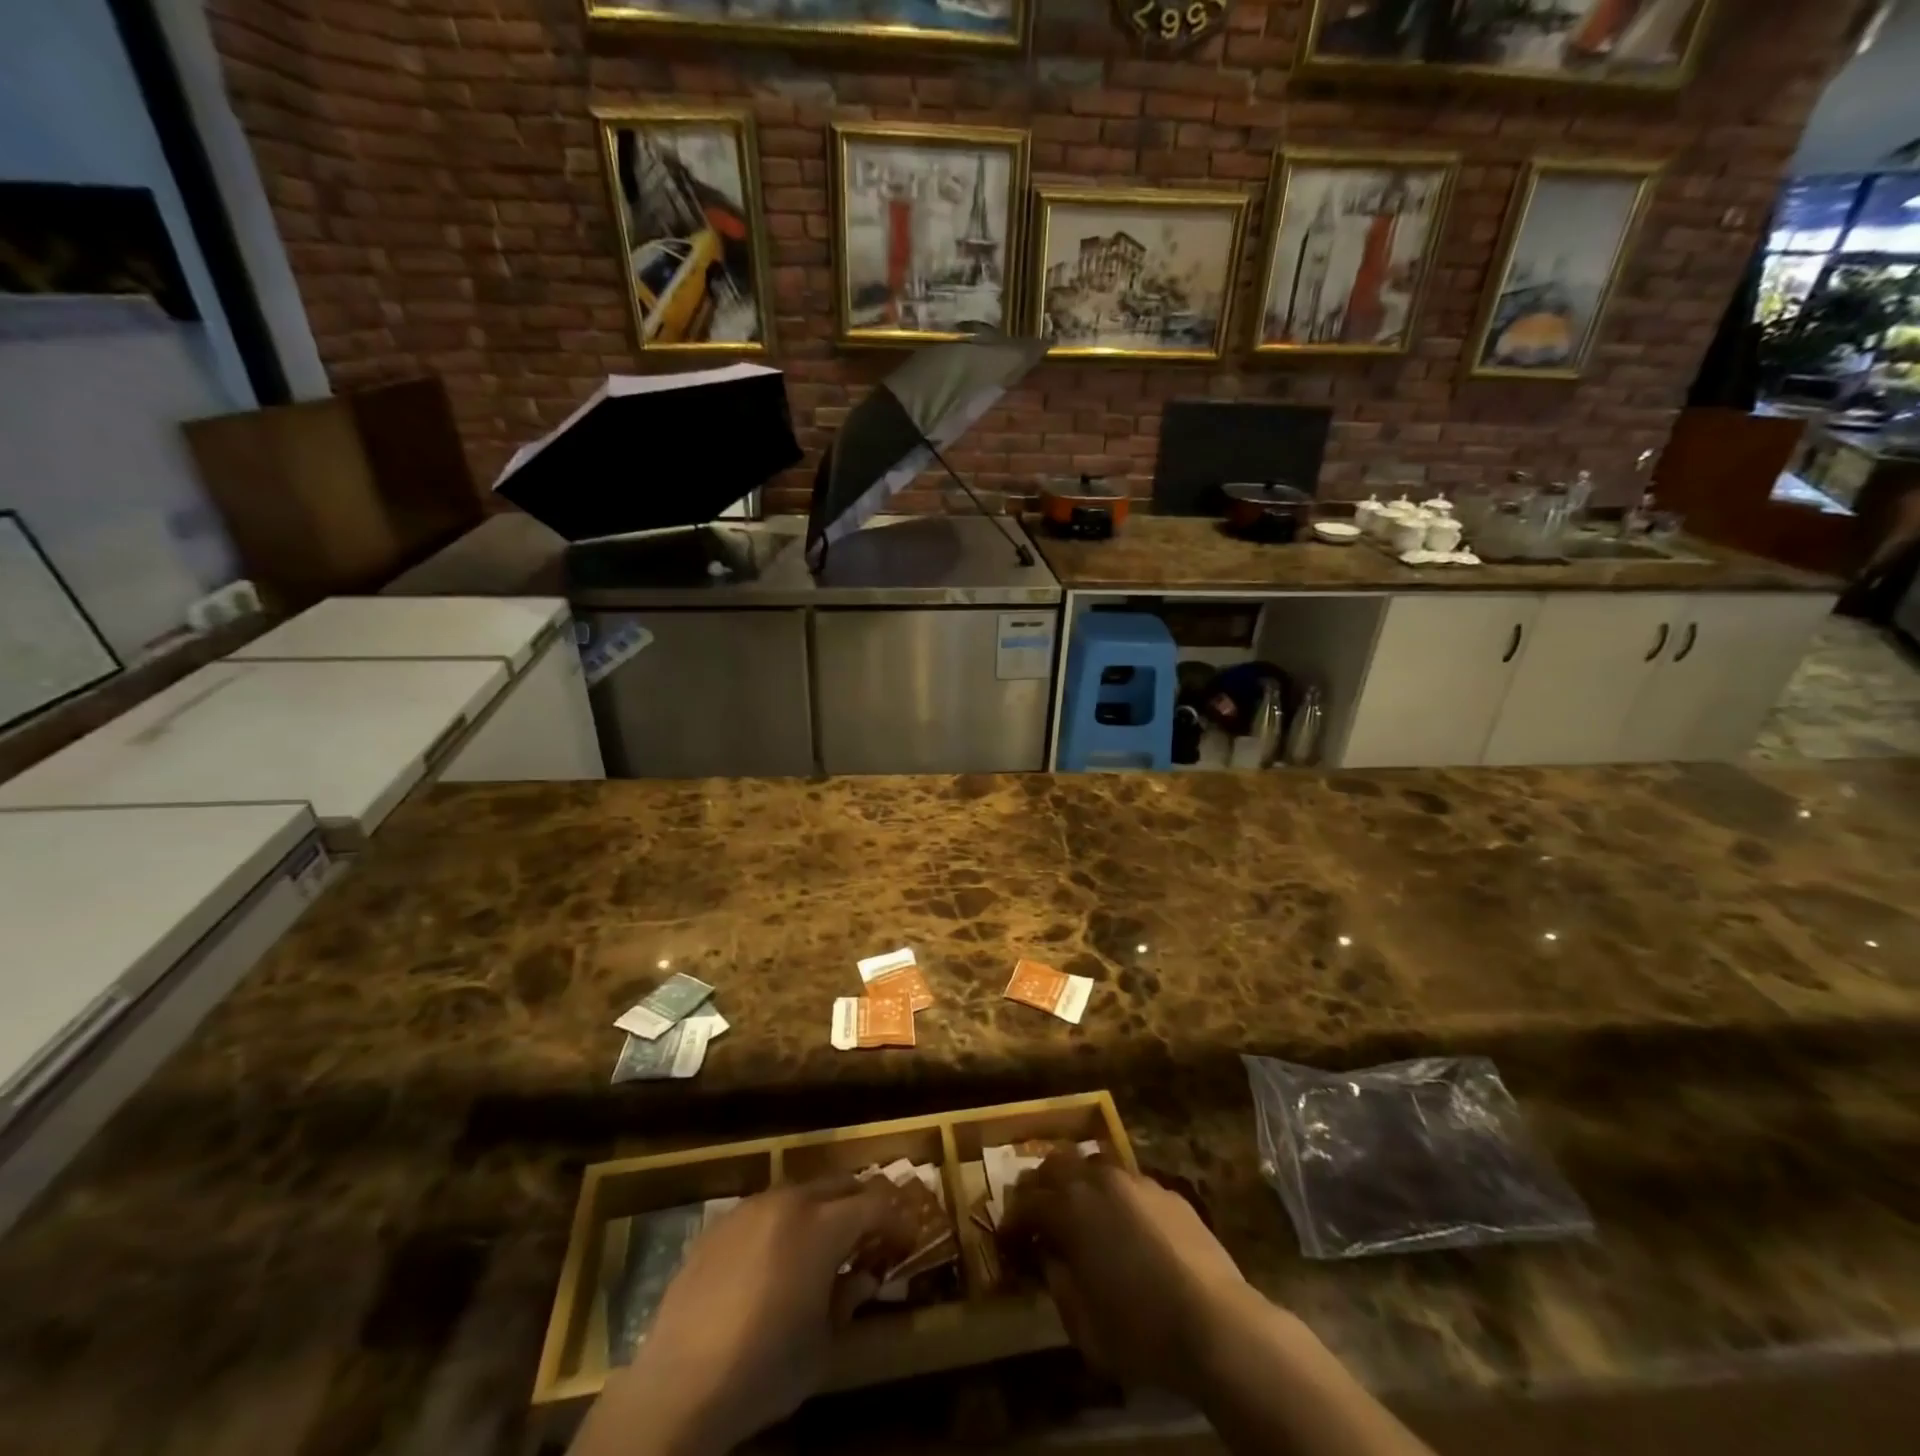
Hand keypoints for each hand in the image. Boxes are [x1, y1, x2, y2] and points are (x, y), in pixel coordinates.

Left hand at [574, 1178, 910, 1455]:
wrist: (679, 1386)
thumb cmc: (764, 1368)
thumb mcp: (822, 1345)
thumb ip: (849, 1300)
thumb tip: (864, 1277)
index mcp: (823, 1226)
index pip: (875, 1205)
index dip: (897, 1219)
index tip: (908, 1239)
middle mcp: (790, 1202)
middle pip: (840, 1184)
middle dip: (862, 1203)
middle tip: (873, 1234)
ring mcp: (750, 1208)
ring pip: (800, 1191)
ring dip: (822, 1209)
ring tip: (826, 1243)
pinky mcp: (718, 1225)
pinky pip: (764, 1210)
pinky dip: (784, 1223)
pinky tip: (778, 1258)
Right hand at [1001, 1153, 1262, 1399]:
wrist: (1216, 1324)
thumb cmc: (1141, 1332)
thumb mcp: (1083, 1325)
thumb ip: (1058, 1283)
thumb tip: (1049, 1258)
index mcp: (1069, 1210)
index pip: (1026, 1203)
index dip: (1011, 1220)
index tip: (1007, 1239)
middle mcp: (1097, 1181)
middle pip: (1055, 1164)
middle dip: (1040, 1185)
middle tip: (1037, 1213)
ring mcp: (1135, 1181)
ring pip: (1093, 1163)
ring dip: (1078, 1182)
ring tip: (1080, 1211)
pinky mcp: (1166, 1191)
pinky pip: (1128, 1181)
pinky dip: (1114, 1195)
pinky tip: (1124, 1224)